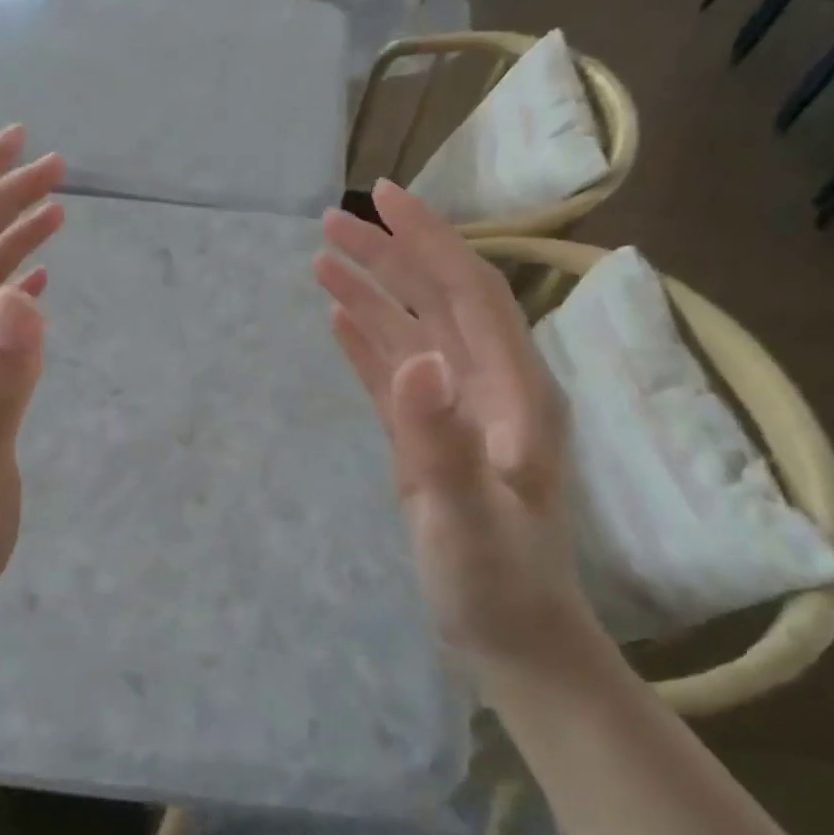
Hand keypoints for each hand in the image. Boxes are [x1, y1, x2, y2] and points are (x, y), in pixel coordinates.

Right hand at [314, 181, 589, 664]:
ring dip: (371, 293)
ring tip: (321, 259)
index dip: (428, 238)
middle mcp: (489, 385)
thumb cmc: (496, 581)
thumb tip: (417, 358)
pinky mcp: (431, 436)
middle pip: (436, 299)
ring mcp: (459, 411)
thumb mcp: (465, 516)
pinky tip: (338, 319)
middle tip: (331, 222)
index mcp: (512, 388)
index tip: (383, 197)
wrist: (512, 637)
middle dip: (388, 255)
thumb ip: (440, 440)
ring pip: (413, 332)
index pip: (469, 290)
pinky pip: (396, 373)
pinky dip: (368, 342)